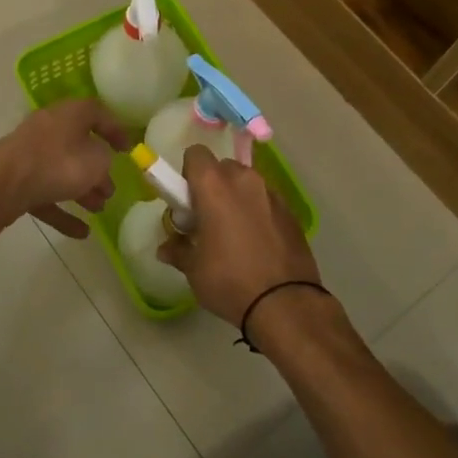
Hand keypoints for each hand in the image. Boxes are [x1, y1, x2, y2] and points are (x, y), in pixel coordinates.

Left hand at [0, 99, 128, 238]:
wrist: (2, 185)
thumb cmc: (57, 164)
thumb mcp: (96, 160)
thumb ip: (105, 159)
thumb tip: (100, 161)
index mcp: (68, 114)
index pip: (97, 112)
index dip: (115, 129)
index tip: (128, 150)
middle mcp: (48, 128)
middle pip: (78, 146)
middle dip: (96, 169)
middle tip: (111, 189)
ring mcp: (29, 154)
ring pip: (61, 171)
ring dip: (82, 190)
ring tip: (99, 209)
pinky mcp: (16, 179)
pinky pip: (45, 193)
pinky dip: (63, 211)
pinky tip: (81, 232)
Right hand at [159, 145, 323, 327]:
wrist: (285, 303)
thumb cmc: (230, 280)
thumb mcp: (193, 269)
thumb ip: (178, 250)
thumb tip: (166, 248)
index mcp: (214, 186)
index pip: (195, 154)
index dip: (187, 174)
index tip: (186, 201)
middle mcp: (244, 180)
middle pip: (222, 168)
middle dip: (212, 186)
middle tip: (206, 218)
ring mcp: (271, 193)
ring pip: (246, 183)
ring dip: (236, 198)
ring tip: (233, 233)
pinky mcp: (291, 211)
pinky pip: (265, 201)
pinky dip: (257, 212)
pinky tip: (256, 243)